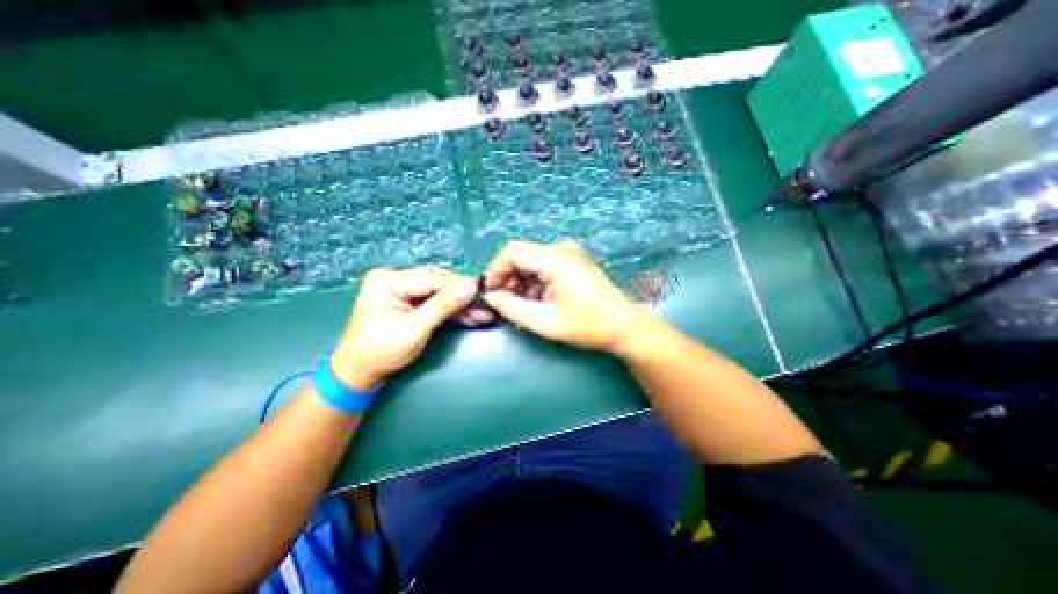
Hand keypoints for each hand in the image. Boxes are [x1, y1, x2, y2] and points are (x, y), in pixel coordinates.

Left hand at [331, 266, 476, 388]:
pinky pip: (434, 303)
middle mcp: (395, 279)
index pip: (432, 279)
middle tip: (487, 304)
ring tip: (483, 313)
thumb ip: (443, 306)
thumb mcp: (415, 329)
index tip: (485, 289)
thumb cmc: (381, 351)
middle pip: (438, 284)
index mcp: (388, 280)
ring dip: (460, 305)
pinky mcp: (409, 302)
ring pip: (439, 294)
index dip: (460, 285)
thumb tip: (472, 286)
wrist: (359, 373)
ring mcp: (402, 290)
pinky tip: (470, 316)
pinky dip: (451, 311)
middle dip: (463, 297)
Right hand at [484, 241, 649, 351]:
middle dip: (506, 277)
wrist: (623, 326)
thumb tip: (490, 297)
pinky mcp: (572, 260)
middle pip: (520, 254)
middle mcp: (561, 248)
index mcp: (556, 259)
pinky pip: (543, 265)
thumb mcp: (546, 322)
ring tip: (517, 306)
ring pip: (530, 260)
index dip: (494, 271)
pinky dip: (533, 280)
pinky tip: (534, 300)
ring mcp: (568, 253)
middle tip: (501, 303)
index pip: (512, 252)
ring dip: (519, 281)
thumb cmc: (587, 326)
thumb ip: (512, 308)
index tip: (489, 294)